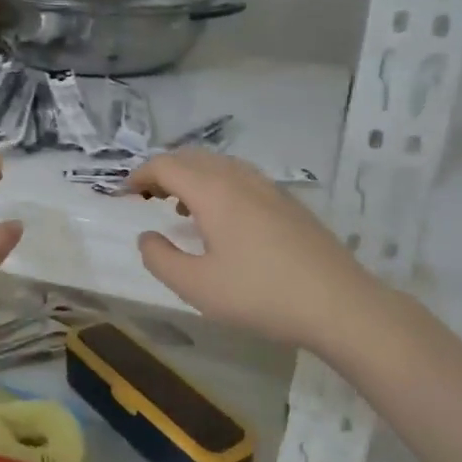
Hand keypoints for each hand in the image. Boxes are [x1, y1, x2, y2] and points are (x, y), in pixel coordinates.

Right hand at [127, 151, 380, 350]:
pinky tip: (222, 219)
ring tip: (179, 205)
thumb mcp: (196, 286)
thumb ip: (161, 258)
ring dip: (193, 176)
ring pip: (221, 166)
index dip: (140, 175)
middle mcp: (241, 179)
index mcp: (214, 192)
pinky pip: (242, 179)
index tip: (124, 194)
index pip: (167, 166)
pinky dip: (218, 185)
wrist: (338, 303)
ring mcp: (270, 189)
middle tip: (147, 196)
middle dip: (164, 171)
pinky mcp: (289, 204)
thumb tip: (147, 237)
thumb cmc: (259, 294)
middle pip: (194, 158)